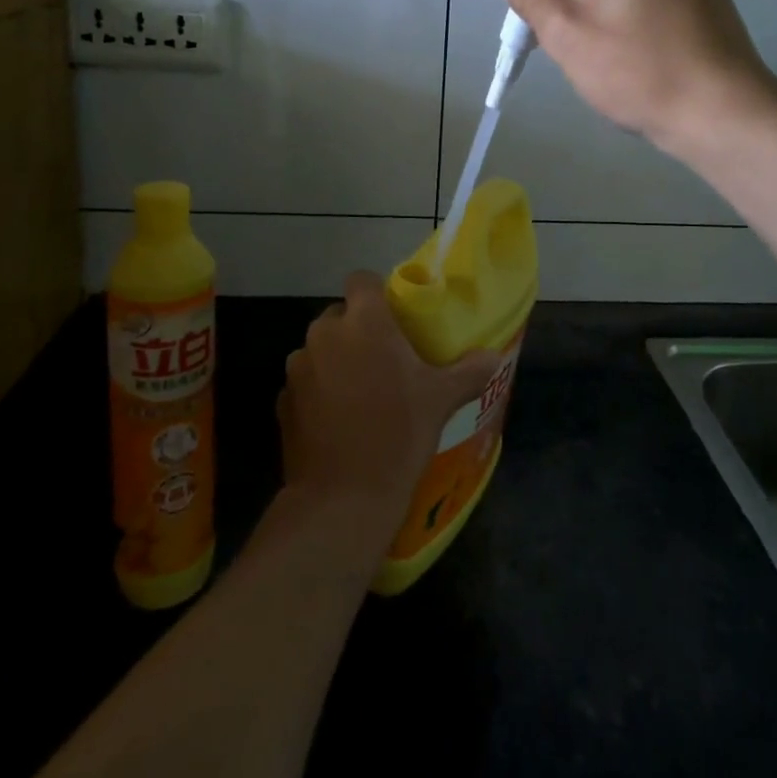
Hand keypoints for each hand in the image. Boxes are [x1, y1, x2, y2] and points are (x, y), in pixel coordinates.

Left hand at [279, 272, 501, 528]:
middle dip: (358, 330)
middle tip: (384, 359)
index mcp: (364, 322)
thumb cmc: (398, 433)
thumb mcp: (442, 399)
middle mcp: (325, 334)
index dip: (376, 292)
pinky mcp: (283, 401)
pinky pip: (305, 382)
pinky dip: (318, 391)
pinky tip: (338, 420)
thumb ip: (469, 371)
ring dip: (336, 360)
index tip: (393, 316)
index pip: (361, 280)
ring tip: (360, 392)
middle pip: (340, 315)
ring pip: (320, 349)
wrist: (343, 498)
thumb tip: (493, 357)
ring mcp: (298, 368)